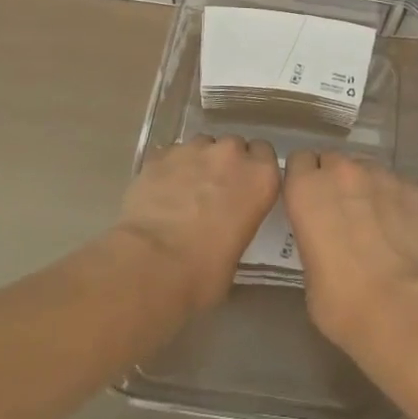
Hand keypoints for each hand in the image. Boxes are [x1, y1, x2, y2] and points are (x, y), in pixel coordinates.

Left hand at [115, 136, 280, 311]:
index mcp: (260, 178)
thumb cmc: (204, 273)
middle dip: (226, 164)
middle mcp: (231, 154)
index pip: (265, 154)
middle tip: (214, 193)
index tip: (244, 188)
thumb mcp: (238, 251)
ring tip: (184, 192)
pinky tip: (160, 193)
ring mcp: (194, 150)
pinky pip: (171, 155)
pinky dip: (169, 169)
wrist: (152, 265)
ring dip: (198, 163)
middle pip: (234, 146)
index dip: (253, 169)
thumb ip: (240, 222)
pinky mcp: (160, 155)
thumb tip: (225, 227)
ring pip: (202, 145)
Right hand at [284, 151, 417, 355]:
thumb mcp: (308, 271)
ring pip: (368, 169)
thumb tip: (328, 237)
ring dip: (366, 187)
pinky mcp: (414, 189)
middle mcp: (342, 172)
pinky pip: (399, 186)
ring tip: (375, 221)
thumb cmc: (340, 301)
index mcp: (307, 189)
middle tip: (340, 212)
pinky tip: (402, 230)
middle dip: (334, 180)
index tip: (309, 199)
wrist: (399, 308)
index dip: (304, 179)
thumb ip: (314, 237)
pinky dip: (397, 201)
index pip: (299, 161)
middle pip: (334, 160)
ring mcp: (382, 176)